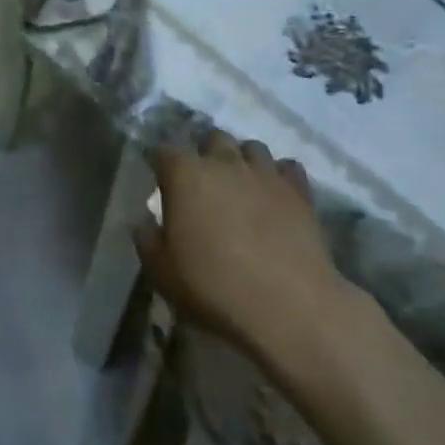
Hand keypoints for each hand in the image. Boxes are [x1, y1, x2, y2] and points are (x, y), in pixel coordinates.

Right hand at [132, 130, 357, 377]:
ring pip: (252, 147)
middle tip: (204, 183)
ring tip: (241, 186)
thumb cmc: (214, 287)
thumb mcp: (162, 272)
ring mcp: (265, 173)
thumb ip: (147, 240)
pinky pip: (289, 168)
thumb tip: (144, 222)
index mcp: (185, 174)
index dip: (161, 165)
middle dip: (206, 154)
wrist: (288, 306)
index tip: (161, 182)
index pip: (164, 151)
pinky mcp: (299, 192)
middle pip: (212, 138)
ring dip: (243, 161)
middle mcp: (224, 162)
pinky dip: (280, 176)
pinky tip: (276, 196)